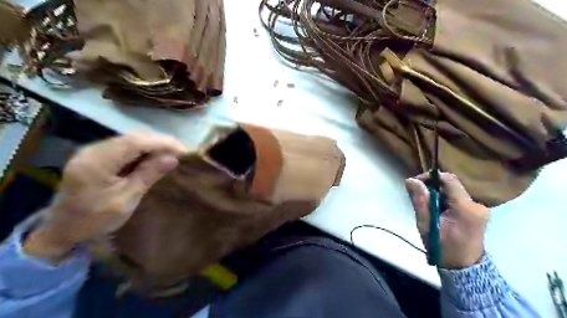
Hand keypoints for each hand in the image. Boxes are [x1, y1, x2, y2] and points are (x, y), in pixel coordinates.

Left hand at [23, 134, 186, 260]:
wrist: (62, 229)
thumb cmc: (95, 220)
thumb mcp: (126, 200)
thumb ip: (148, 176)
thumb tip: (173, 159)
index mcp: (96, 162)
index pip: (135, 143)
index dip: (162, 143)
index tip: (185, 151)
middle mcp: (92, 150)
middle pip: (133, 138)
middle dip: (160, 143)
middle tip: (182, 154)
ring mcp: (93, 151)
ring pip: (131, 140)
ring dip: (153, 146)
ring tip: (173, 155)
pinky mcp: (97, 155)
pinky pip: (125, 146)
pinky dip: (143, 150)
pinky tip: (155, 158)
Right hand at [405, 171, 489, 267]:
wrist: (463, 268)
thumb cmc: (442, 247)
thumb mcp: (426, 224)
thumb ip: (420, 201)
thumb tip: (411, 180)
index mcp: (465, 207)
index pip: (448, 179)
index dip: (430, 177)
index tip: (416, 183)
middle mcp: (476, 204)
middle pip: (451, 185)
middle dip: (432, 187)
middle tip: (419, 198)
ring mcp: (479, 209)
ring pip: (453, 191)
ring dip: (438, 195)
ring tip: (428, 208)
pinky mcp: (477, 212)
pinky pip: (457, 199)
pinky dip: (444, 201)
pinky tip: (438, 212)